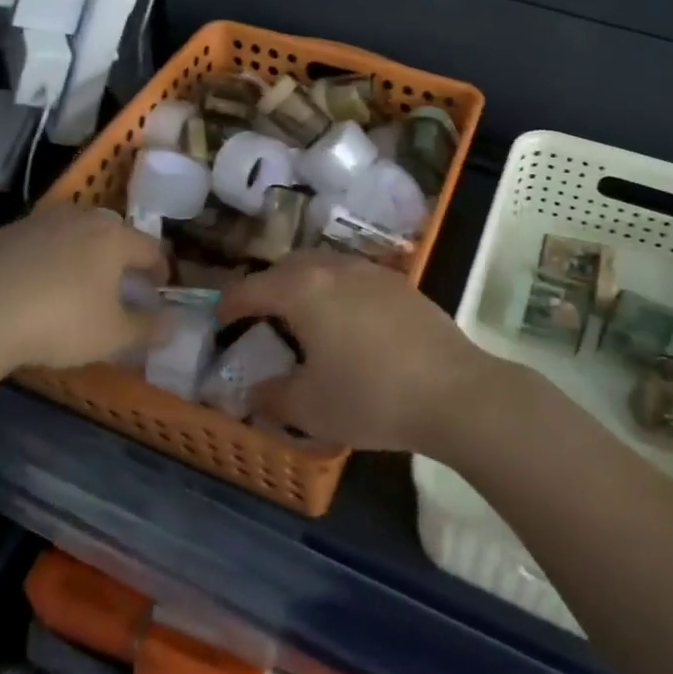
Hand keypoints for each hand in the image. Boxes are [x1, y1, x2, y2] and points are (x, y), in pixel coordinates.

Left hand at [0, 205, 168, 374]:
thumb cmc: (58, 322)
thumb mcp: (111, 336)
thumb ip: (148, 328)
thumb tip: (175, 322)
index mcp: (112, 237)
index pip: (150, 247)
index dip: (159, 269)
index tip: (159, 288)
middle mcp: (78, 218)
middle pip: (110, 234)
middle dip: (119, 258)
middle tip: (118, 286)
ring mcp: (36, 222)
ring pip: (69, 234)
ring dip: (78, 255)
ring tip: (73, 285)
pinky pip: (33, 246)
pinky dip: (40, 261)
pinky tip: (28, 289)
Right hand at [215, 251, 497, 451]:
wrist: (453, 391)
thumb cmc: (371, 396)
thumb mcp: (310, 408)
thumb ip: (272, 397)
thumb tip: (252, 393)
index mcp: (303, 290)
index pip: (252, 288)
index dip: (230, 304)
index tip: (219, 320)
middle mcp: (333, 268)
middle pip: (287, 266)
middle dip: (266, 286)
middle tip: (258, 315)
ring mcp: (370, 272)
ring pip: (322, 264)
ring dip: (302, 283)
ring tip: (301, 315)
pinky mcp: (399, 283)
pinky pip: (352, 276)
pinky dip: (334, 289)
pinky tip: (345, 320)